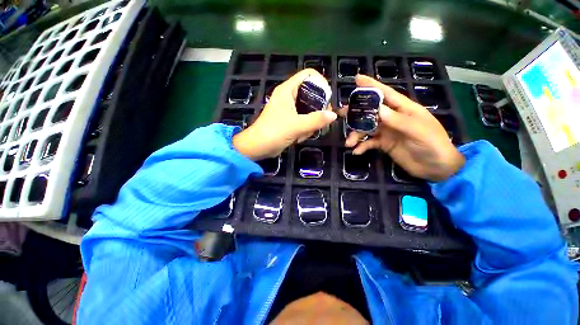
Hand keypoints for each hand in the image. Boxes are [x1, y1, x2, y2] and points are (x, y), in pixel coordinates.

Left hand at [233, 69, 336, 160]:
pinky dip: (305, 128)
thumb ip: (316, 120)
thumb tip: (333, 115)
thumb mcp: (297, 125)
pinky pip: (303, 120)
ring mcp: (289, 109)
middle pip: (311, 93)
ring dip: (310, 122)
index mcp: (288, 90)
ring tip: (305, 132)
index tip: (328, 99)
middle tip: (322, 119)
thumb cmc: (274, 132)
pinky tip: (300, 137)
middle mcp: (289, 96)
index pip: (308, 75)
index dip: (321, 82)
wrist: (258, 147)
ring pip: (308, 109)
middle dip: (317, 108)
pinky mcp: (289, 120)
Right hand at [343, 75, 464, 181]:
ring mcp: (387, 131)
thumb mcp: (418, 131)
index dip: (372, 85)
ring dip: (356, 134)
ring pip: (366, 128)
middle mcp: (393, 118)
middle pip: (371, 111)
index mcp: (404, 109)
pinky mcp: (383, 144)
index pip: (386, 94)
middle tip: (341, 113)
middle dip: (356, 112)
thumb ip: (398, 120)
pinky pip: (369, 143)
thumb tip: (377, 109)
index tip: (357, 79)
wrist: (435, 168)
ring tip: (348, 142)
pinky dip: (361, 146)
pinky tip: (356, 151)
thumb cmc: (433, 145)